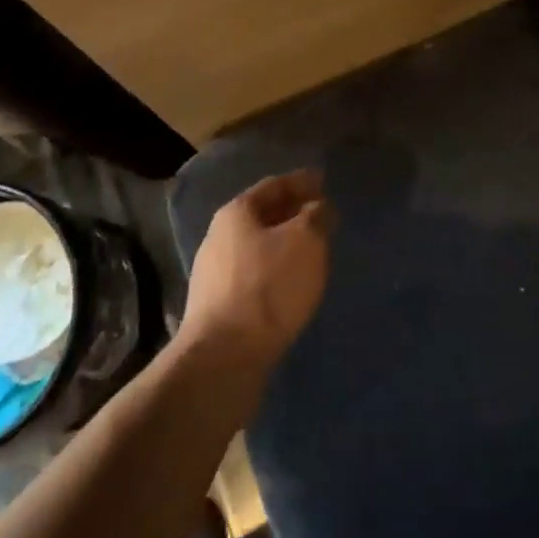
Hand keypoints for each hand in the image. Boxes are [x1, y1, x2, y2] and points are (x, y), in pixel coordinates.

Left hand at [180, 171, 333, 377]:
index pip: (274, 185)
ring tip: (312, 248)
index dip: (301, 181)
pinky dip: (276, 269)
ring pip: (258, 246)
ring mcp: (214, 274)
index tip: (324, 181)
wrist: (224, 356)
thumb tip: (318, 207)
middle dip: (293, 212)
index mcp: (236, 213)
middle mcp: (219, 237)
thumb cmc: (269, 286)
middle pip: (262, 215)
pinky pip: (254, 274)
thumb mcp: (306, 241)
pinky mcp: (217, 306)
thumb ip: (316, 217)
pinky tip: (292, 281)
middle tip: (321, 213)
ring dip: (284, 243)